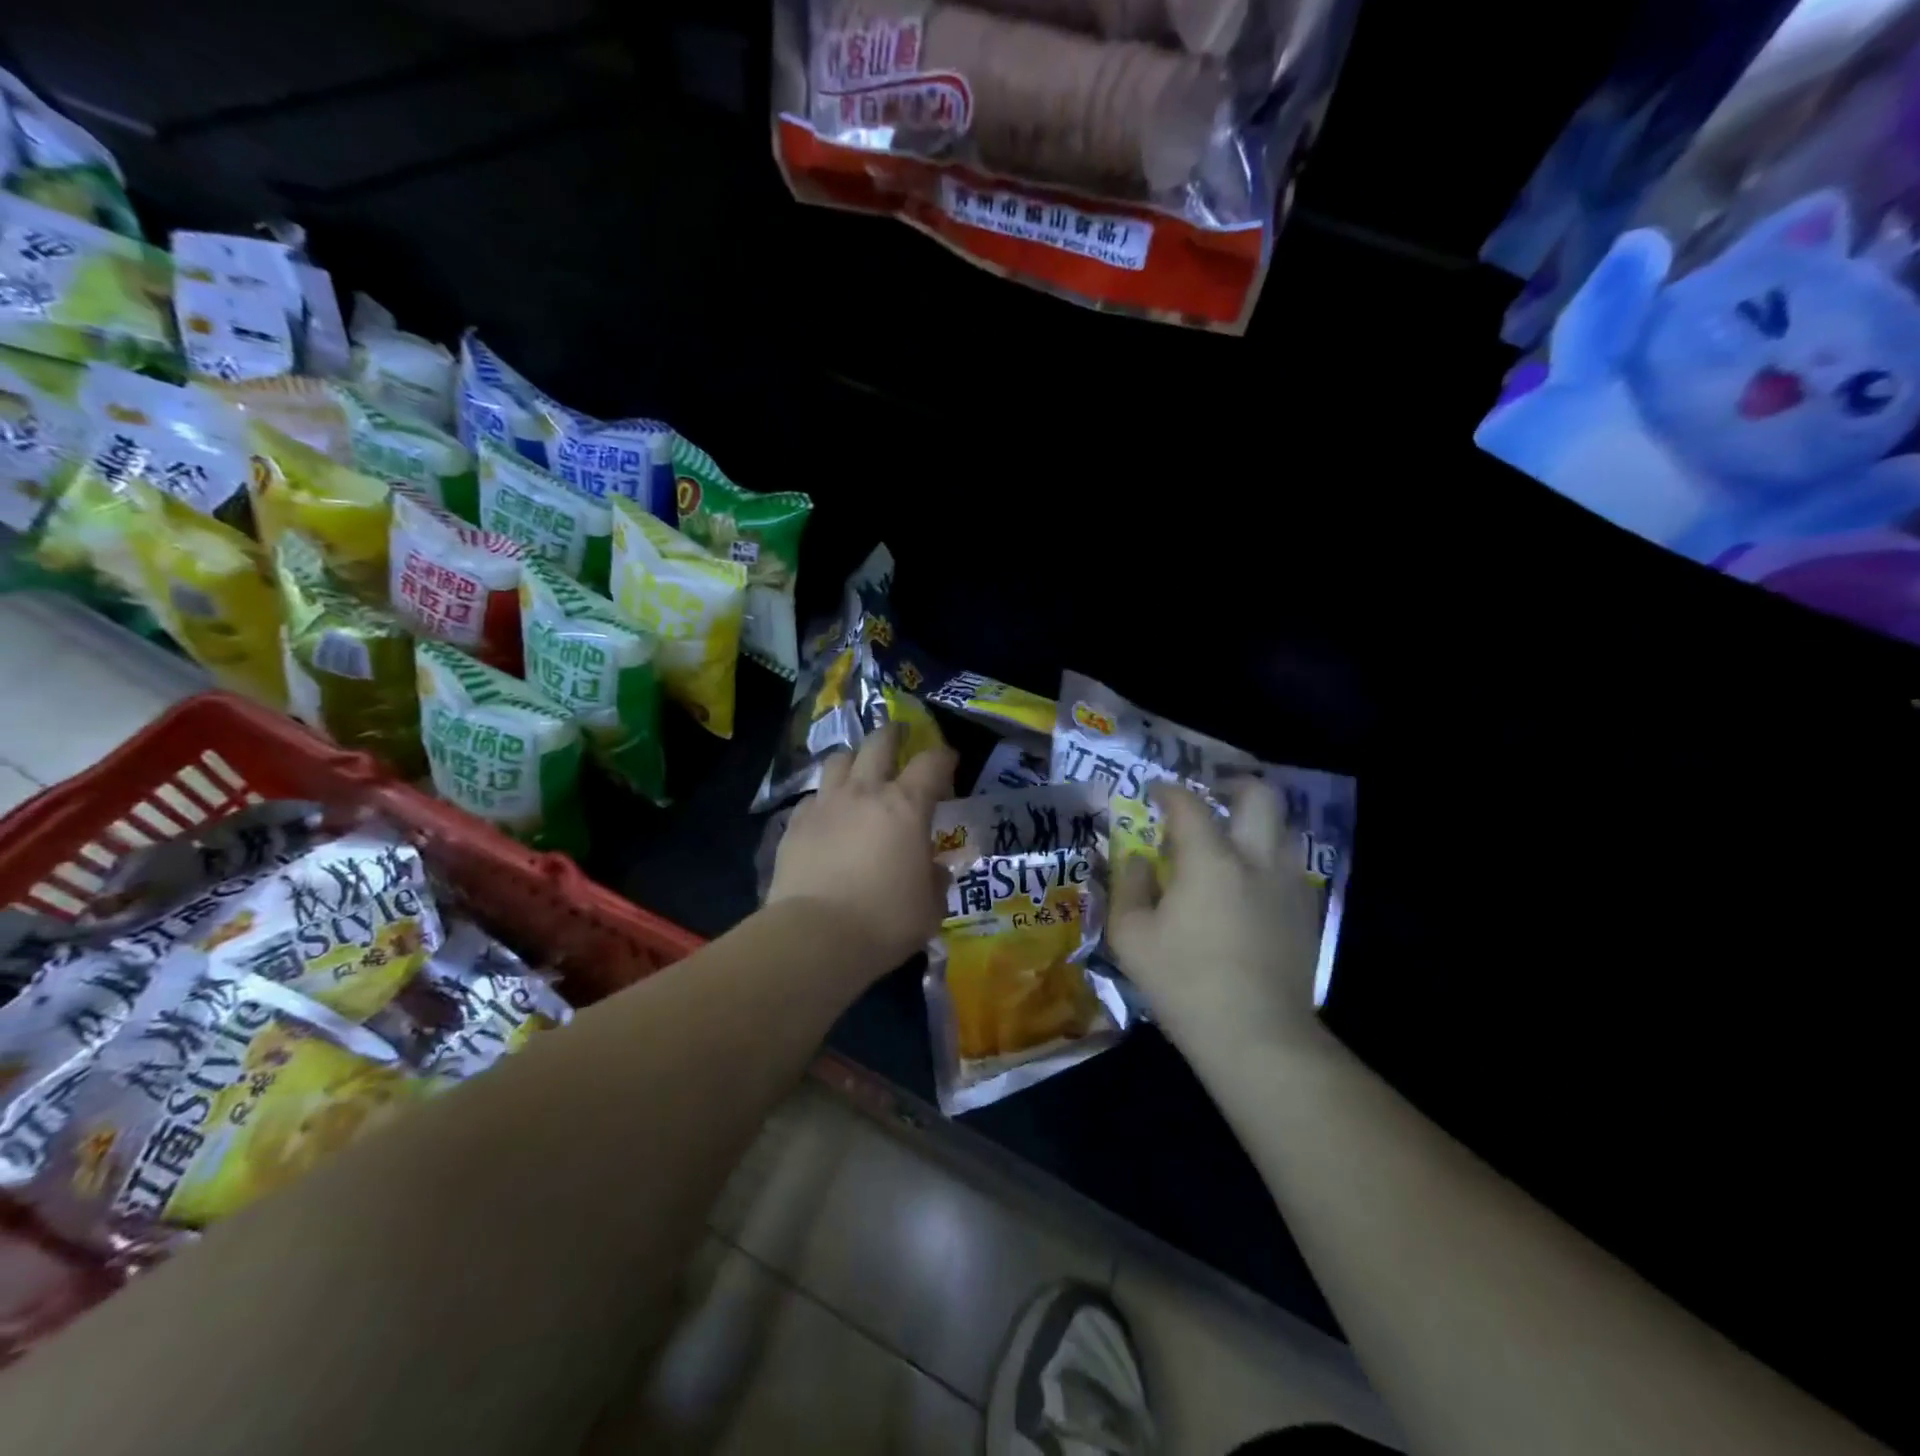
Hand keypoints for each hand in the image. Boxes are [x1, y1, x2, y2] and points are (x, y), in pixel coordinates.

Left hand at [767, 723, 957, 978]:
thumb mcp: (930, 907)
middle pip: (878, 743)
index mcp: (905, 806)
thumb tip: (933, 868)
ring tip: (859, 771)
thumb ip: (936, 880)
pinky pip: (812, 797)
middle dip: (893, 735)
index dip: (944, 758)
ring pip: (838, 760)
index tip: (949, 762)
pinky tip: (828, 816)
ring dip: (854, 759)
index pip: (931, 763)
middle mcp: (864, 793)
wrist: (815, 937)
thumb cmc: (885, 921)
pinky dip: (825, 799)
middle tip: (899, 738)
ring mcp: (825, 805)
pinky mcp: (795, 824)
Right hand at [1110, 780, 1326, 1051]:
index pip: (1189, 805)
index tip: (1155, 792)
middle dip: (1234, 784)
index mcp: (1210, 860)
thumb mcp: (1131, 936)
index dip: (1169, 791)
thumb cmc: (1184, 983)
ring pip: (1284, 828)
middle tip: (1211, 795)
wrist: (1257, 1036)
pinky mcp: (1306, 914)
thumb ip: (1129, 886)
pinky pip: (1291, 866)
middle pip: (1260, 796)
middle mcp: (1256, 860)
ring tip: (1232, 839)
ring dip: (1256, 822)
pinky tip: (1250, 885)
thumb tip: (1138, 859)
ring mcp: (1289, 886)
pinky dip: (1269, 859)